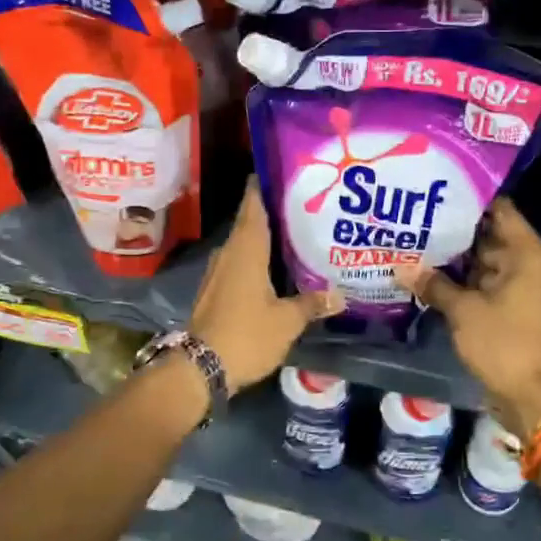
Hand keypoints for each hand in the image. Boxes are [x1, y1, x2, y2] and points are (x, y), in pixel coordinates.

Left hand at [191, 181, 343, 394]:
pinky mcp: (214, 291)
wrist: (200, 368)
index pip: (254, 205)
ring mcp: (218, 272)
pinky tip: (275, 268)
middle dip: (273, 211)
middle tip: (303, 204)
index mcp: (246, 250)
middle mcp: (229, 253)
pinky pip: (238, 263)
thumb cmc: (246, 335)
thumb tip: (340, 295)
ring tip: (295, 233)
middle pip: (250, 222)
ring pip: (244, 244)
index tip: (284, 173)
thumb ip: (312, 303)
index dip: (265, 186)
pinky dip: (256, 259)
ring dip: (265, 237)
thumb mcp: (287, 321)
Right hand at [395, 199, 540, 436]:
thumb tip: (401, 267)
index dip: (470, 196)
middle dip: (454, 225)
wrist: (531, 394)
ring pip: (481, 258)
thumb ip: (433, 284)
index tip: (437, 186)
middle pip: (487, 232)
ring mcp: (516, 284)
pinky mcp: (506, 305)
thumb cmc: (503, 343)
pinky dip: (459, 276)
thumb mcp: (464, 310)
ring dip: (453, 253)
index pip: (499, 209)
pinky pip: (480, 280)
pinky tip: (426, 270)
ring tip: (414, 236)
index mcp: (525, 252)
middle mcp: (525, 262)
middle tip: (415, 211)